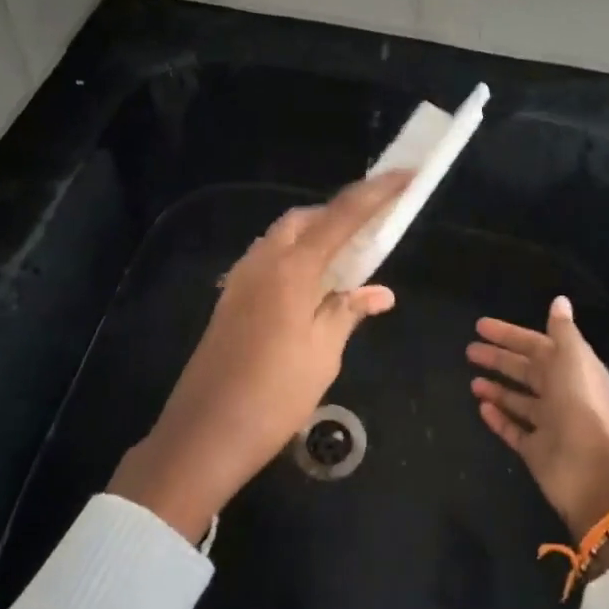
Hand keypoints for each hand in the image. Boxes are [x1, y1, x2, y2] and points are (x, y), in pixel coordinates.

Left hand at [110, 170, 410, 540]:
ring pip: (284, 236)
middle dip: (340, 213)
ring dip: (316, 234)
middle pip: (306, 218)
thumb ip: (349, 312)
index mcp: (292, 268)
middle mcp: (263, 260)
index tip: (404, 175)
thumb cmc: (274, 394)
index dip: (376, 192)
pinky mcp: (231, 298)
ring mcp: (241, 278)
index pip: (343, 216)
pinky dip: (297, 256)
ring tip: (348, 257)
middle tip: (372, 228)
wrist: (204, 434)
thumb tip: (379, 292)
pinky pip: (270, 258)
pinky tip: (312, 286)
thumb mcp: (323, 353)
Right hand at [469, 296, 608, 568]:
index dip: (510, 335)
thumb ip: (562, 331)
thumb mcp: (573, 358)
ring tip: (473, 382)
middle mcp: (561, 393)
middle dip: (499, 359)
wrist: (597, 472)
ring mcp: (549, 424)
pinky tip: (481, 408)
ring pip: (519, 400)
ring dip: (497, 389)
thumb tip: (560, 300)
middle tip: (469, 351)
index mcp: (572, 368)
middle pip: (526, 371)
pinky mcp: (538, 451)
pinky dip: (499, 419)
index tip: (481, 326)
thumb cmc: (582, 405)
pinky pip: (514, 430)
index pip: (536, 344)